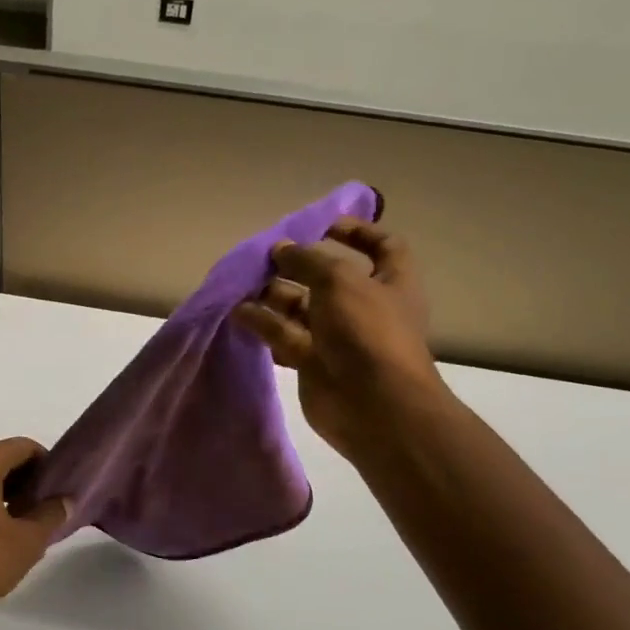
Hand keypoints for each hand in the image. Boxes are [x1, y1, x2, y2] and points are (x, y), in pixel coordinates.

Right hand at [232, 218, 443, 461]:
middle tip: (265, 257)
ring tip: (242, 285)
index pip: (382, 246)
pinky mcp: (312, 362)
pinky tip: (238, 314)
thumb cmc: (366, 331)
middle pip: (328, 278)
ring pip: (300, 308)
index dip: (357, 231)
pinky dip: (262, 324)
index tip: (322, 224)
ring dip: (272, 295)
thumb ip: (306, 259)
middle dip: (297, 265)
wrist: (373, 406)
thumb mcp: (339, 280)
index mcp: (391, 282)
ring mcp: (337, 337)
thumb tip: (280, 249)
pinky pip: (283, 336)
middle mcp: (364, 307)